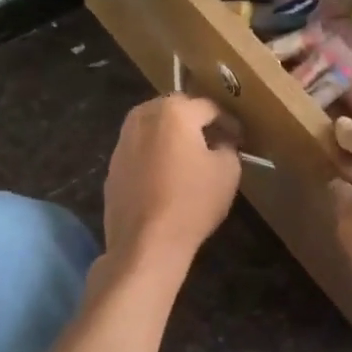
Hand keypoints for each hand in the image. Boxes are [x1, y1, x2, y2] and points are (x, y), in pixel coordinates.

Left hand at [101, 95, 240, 276]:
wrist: (145, 243)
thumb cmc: (191, 202)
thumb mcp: (227, 171)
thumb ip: (228, 146)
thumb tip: (220, 142)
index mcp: (173, 112)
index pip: (209, 107)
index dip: (228, 122)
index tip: (240, 138)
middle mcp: (142, 118)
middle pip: (176, 111)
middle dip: (196, 123)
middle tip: (215, 142)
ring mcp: (122, 142)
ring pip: (154, 129)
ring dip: (172, 137)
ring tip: (190, 158)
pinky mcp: (112, 166)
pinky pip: (140, 151)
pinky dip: (154, 155)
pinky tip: (166, 177)